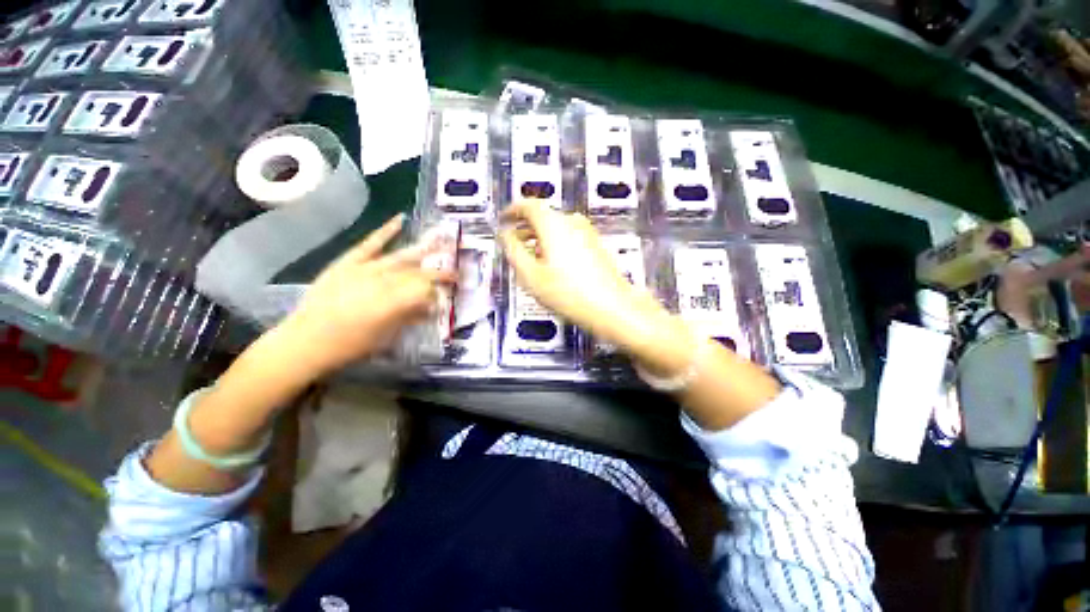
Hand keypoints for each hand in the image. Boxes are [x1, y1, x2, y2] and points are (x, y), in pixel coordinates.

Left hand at [278, 214, 454, 374]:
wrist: (305, 341)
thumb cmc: (351, 345)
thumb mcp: (387, 336)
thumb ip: (411, 317)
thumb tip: (432, 306)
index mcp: (394, 302)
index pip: (427, 289)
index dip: (440, 290)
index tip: (449, 294)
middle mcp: (383, 281)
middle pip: (418, 273)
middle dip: (440, 272)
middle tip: (456, 272)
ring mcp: (365, 268)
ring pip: (402, 257)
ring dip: (425, 249)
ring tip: (444, 241)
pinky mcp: (348, 262)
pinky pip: (370, 244)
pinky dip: (385, 231)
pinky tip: (401, 219)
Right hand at [499, 201, 683, 356]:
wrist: (611, 307)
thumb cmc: (568, 293)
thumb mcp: (530, 275)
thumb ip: (513, 251)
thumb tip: (505, 235)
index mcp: (553, 223)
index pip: (528, 205)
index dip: (512, 210)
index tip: (504, 219)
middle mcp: (572, 221)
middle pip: (543, 216)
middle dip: (525, 227)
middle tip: (513, 242)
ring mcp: (587, 232)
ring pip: (557, 227)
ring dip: (540, 236)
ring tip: (531, 256)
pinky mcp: (596, 244)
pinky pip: (569, 236)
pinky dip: (555, 243)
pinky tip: (553, 263)